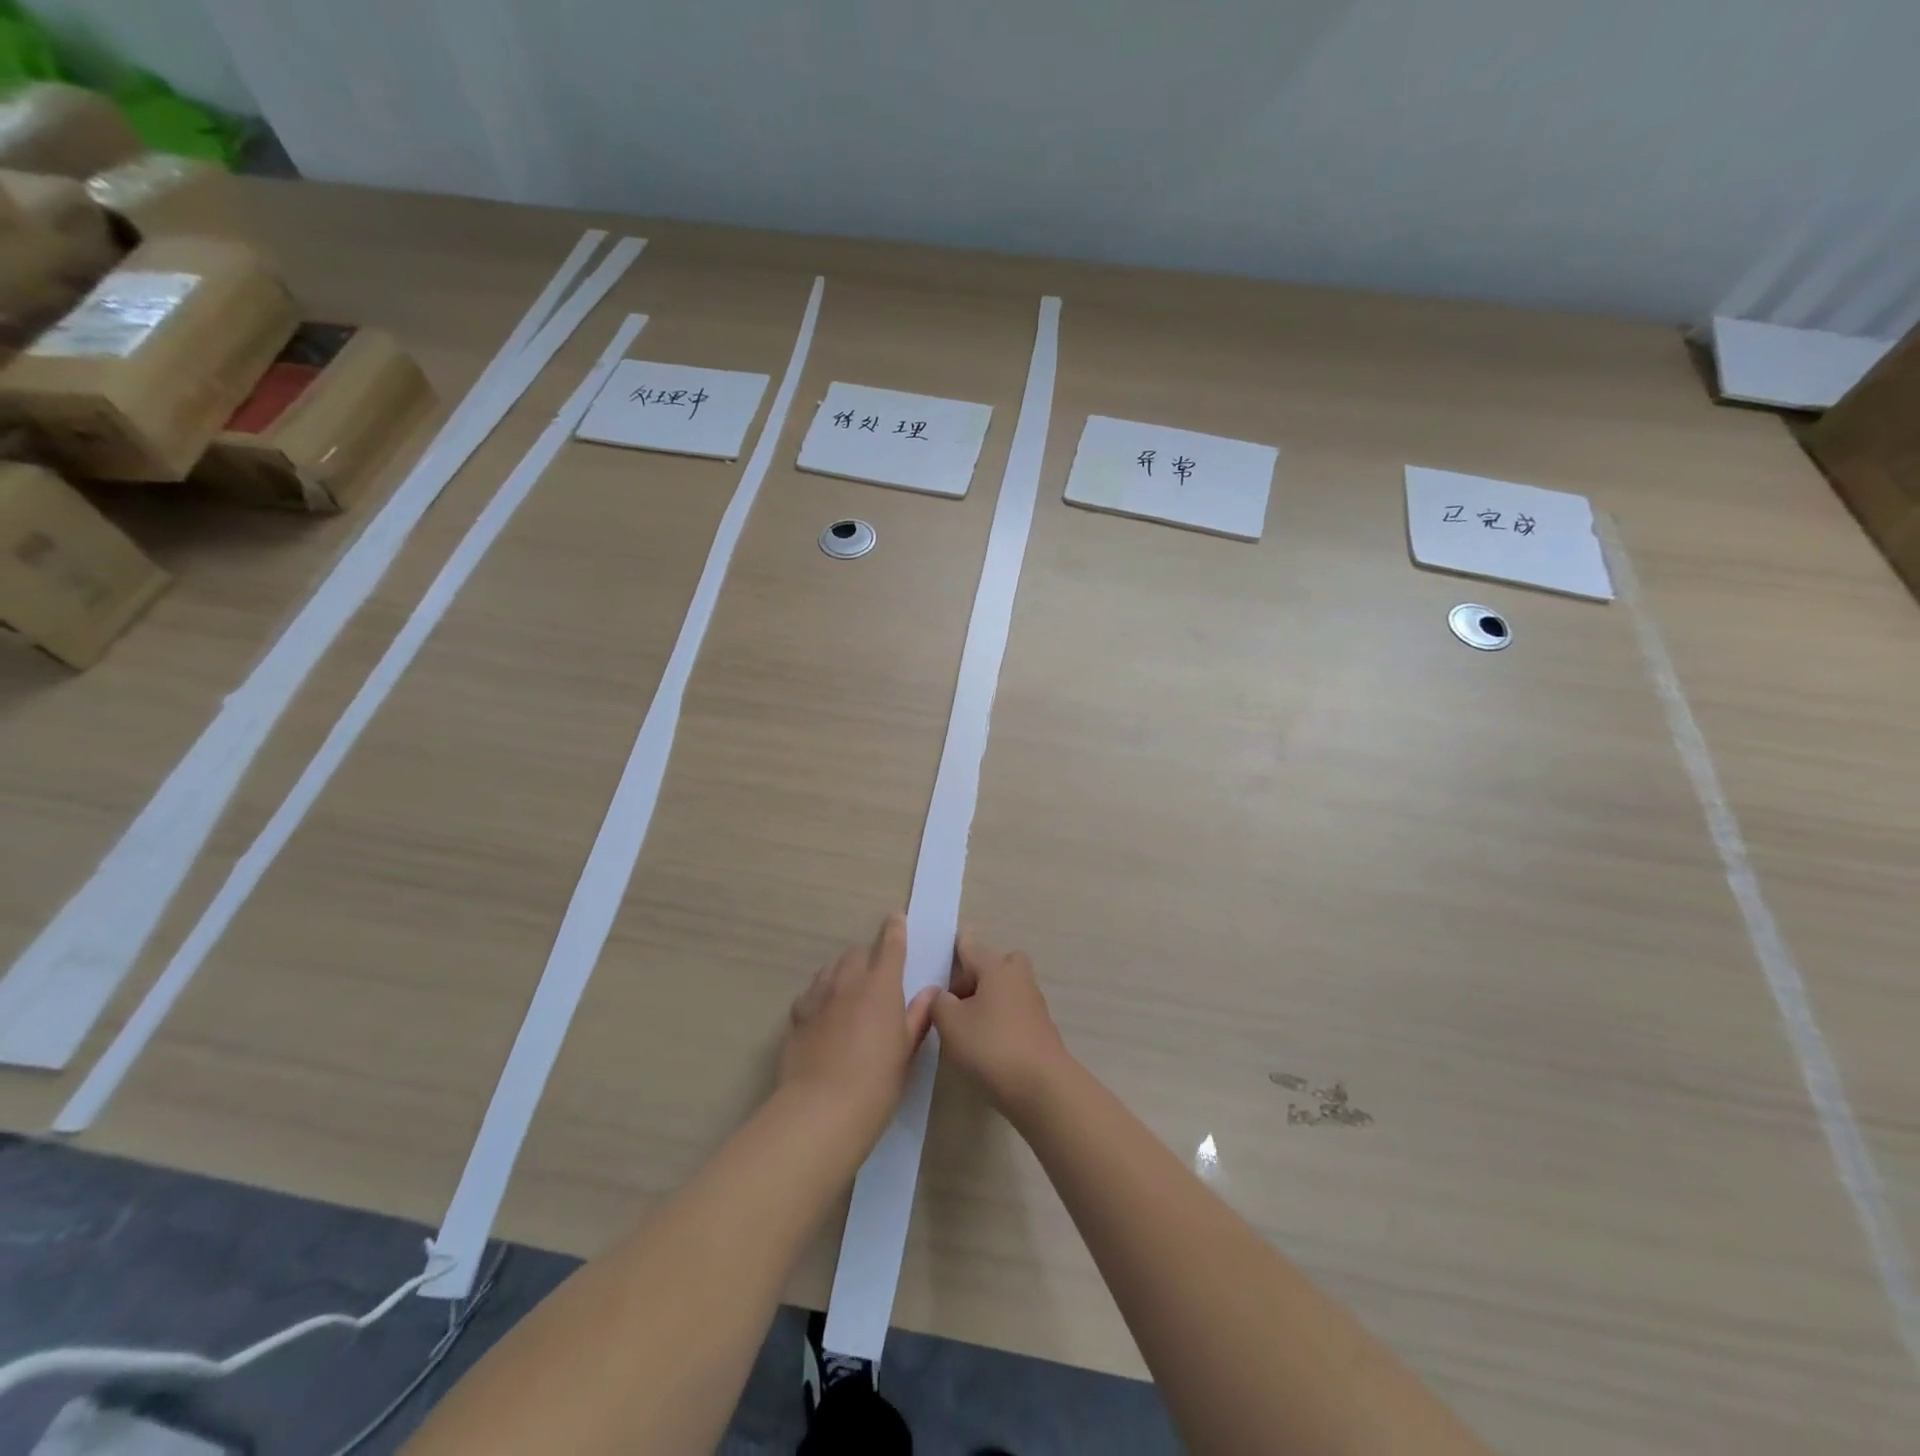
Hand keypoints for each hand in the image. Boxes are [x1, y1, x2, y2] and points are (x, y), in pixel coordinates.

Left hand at [781, 914, 937, 1137]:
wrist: (822, 1109)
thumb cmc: (877, 1082)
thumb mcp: (906, 1050)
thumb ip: (918, 1016)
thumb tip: (930, 992)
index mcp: (881, 986)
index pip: (890, 945)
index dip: (894, 929)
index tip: (896, 918)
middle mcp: (848, 981)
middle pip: (857, 953)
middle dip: (869, 956)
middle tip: (877, 974)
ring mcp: (819, 996)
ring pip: (831, 968)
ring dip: (844, 971)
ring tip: (851, 989)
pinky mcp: (797, 1016)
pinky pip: (811, 992)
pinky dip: (821, 993)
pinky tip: (824, 1011)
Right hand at [931, 931, 1071, 1118]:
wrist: (1042, 1087)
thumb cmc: (991, 1046)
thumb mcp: (950, 1023)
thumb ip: (939, 1003)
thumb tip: (942, 995)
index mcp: (996, 968)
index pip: (971, 946)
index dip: (956, 945)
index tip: (948, 943)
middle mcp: (1018, 978)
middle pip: (997, 964)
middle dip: (979, 973)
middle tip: (958, 996)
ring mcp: (1033, 1004)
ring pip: (1007, 989)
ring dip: (989, 999)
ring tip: (965, 1025)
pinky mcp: (1040, 1029)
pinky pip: (1014, 1012)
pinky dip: (1000, 1020)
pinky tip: (985, 1043)